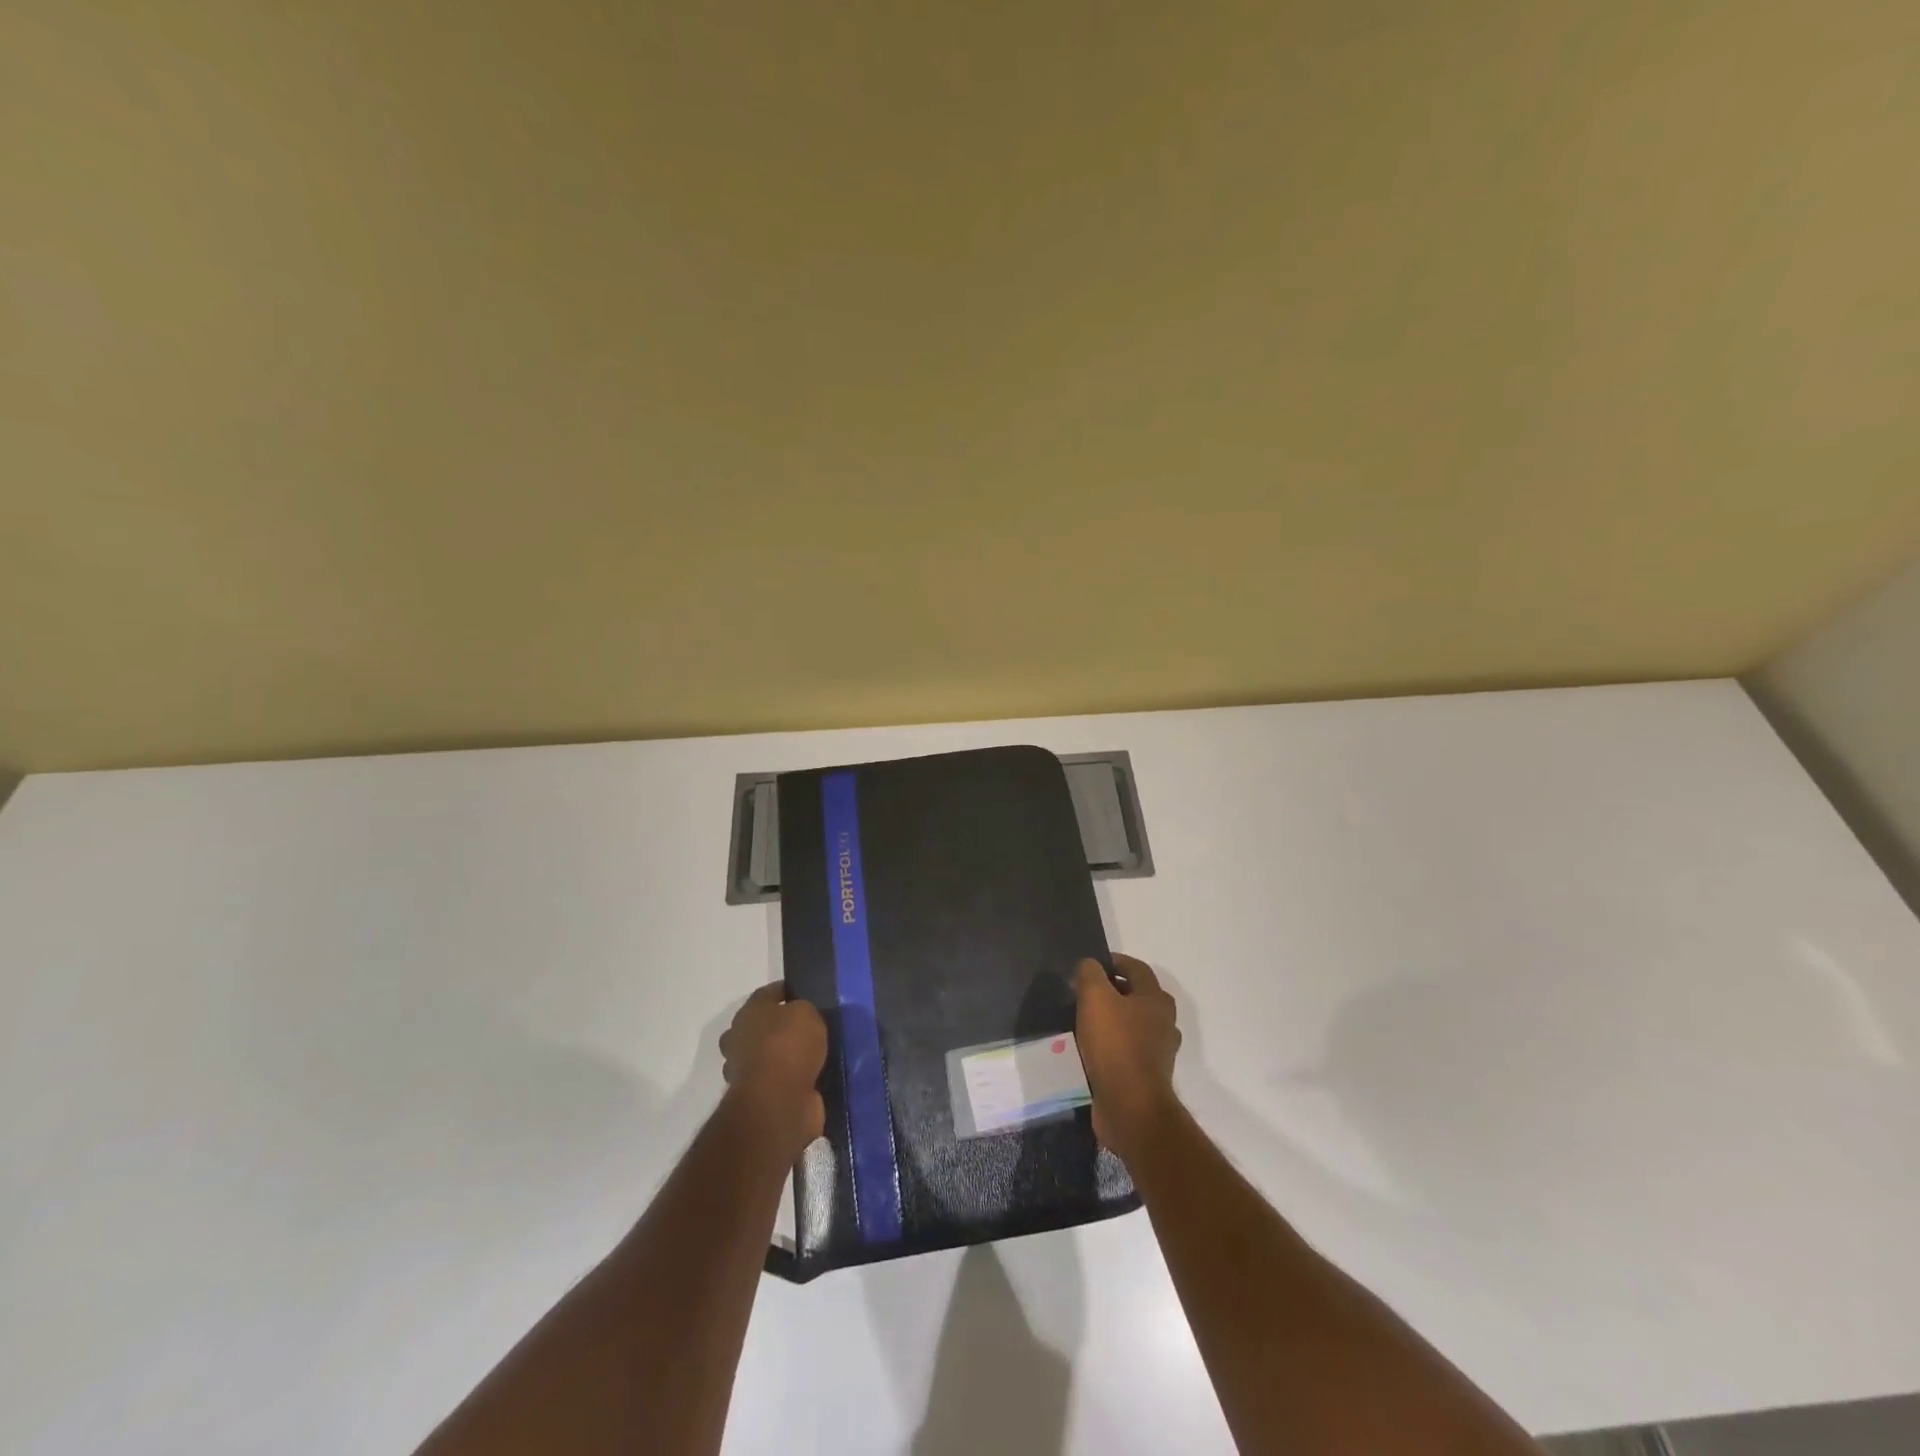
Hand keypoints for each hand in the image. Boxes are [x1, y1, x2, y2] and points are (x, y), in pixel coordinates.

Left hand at [720, 984, 827, 1161]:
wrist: (777, 1102)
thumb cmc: (788, 1046)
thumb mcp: (806, 1012)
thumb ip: (803, 1010)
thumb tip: (800, 1017)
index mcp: (747, 1014)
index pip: (766, 994)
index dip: (786, 991)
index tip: (804, 992)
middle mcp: (739, 1040)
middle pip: (760, 1026)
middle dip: (779, 1026)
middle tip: (808, 1026)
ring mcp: (745, 1072)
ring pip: (766, 1056)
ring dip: (783, 1056)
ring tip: (813, 1054)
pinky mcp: (757, 1099)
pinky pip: (777, 1081)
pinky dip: (790, 1080)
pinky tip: (811, 1076)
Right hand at [1073, 954, 1181, 1163]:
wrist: (1130, 1107)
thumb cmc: (1115, 1045)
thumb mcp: (1095, 998)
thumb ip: (1090, 974)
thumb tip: (1089, 965)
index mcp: (1156, 999)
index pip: (1136, 968)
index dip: (1114, 961)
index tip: (1091, 965)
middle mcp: (1163, 1021)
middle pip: (1137, 996)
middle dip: (1112, 991)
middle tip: (1084, 993)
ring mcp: (1158, 1051)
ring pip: (1133, 1024)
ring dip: (1112, 1019)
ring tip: (1084, 1021)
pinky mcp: (1147, 1075)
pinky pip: (1128, 1050)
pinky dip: (1112, 1045)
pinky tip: (1091, 1049)